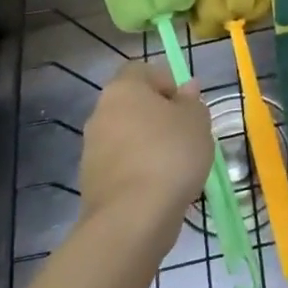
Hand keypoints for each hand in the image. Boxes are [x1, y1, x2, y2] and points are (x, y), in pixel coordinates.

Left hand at [78, 62, 213, 254]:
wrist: (133, 217)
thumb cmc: (170, 154)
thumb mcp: (197, 121)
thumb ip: (192, 101)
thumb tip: (187, 88)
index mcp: (123, 89)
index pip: (142, 71)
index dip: (166, 82)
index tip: (187, 105)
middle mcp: (100, 113)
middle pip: (133, 105)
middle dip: (158, 116)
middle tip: (186, 134)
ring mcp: (92, 149)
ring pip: (127, 136)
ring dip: (148, 145)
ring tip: (177, 165)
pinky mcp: (91, 182)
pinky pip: (122, 165)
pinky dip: (139, 170)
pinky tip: (161, 186)